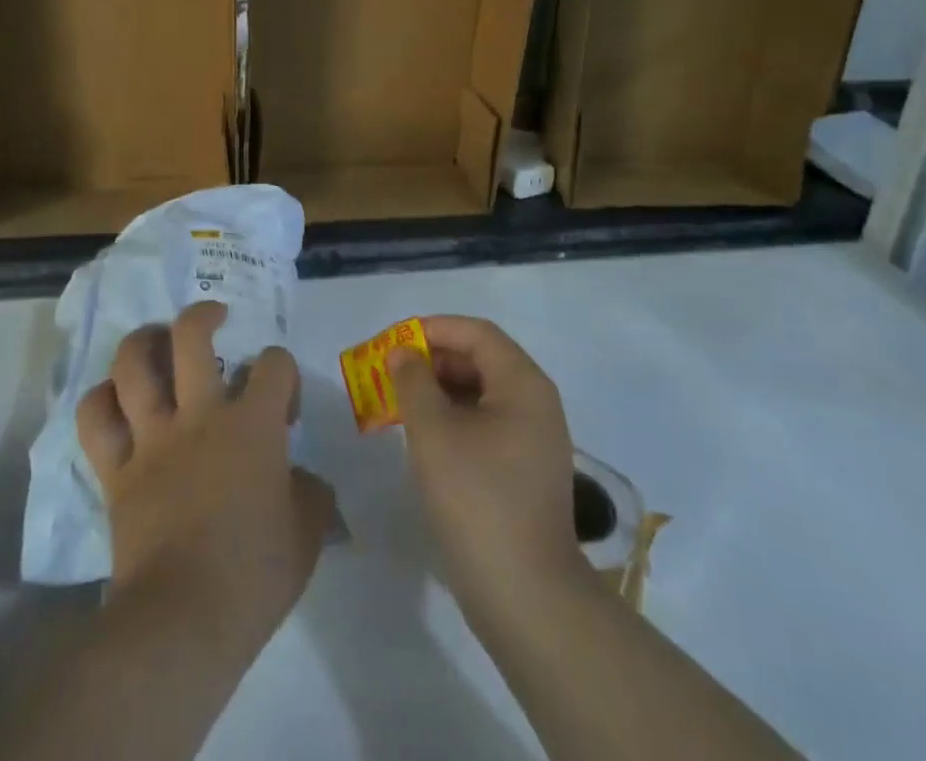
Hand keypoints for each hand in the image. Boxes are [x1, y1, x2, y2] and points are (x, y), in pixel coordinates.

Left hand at [77, 302, 334, 643]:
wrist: (183, 621)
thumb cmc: (254, 576)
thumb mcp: (306, 534)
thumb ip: (311, 494)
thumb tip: (305, 480)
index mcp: (253, 424)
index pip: (274, 363)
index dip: (283, 373)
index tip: (284, 408)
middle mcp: (200, 415)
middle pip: (191, 336)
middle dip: (203, 315)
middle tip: (214, 319)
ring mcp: (153, 438)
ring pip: (133, 364)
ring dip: (143, 341)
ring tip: (156, 339)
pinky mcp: (116, 470)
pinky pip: (95, 420)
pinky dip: (100, 400)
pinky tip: (113, 396)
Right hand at [386, 315, 588, 625]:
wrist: (526, 596)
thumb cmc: (477, 500)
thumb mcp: (433, 433)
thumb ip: (412, 382)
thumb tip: (403, 353)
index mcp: (523, 383)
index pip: (476, 333)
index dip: (432, 329)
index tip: (393, 342)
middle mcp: (535, 402)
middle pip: (480, 360)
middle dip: (432, 361)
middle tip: (390, 374)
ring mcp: (534, 439)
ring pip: (481, 394)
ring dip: (439, 391)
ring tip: (398, 404)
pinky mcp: (525, 470)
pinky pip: (486, 424)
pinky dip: (453, 419)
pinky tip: (424, 438)